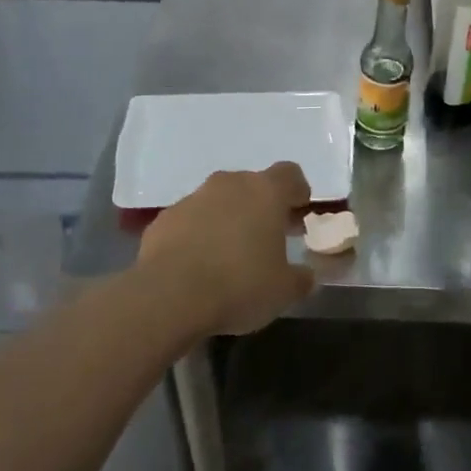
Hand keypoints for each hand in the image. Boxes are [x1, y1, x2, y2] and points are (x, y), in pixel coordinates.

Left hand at [136, 162, 314, 337]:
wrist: (168, 296)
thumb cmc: (239, 285)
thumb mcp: (284, 291)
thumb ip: (301, 278)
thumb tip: (306, 275)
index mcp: (265, 192)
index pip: (289, 174)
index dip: (297, 191)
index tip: (298, 213)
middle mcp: (229, 185)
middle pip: (252, 185)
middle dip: (261, 208)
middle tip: (267, 239)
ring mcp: (193, 198)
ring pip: (219, 201)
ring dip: (228, 220)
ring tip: (230, 256)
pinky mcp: (164, 219)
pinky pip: (190, 220)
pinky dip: (198, 235)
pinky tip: (198, 266)